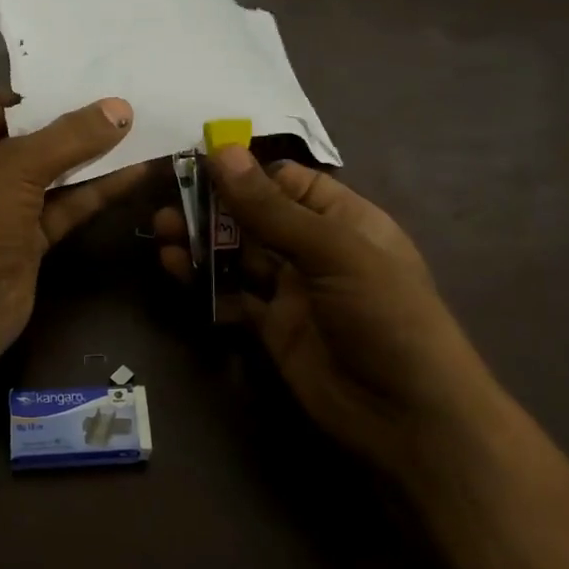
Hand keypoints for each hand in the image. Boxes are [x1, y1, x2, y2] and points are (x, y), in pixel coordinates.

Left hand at [0, 90, 146, 372]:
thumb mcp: (18, 167)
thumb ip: (70, 136)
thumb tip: (120, 109)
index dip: (41, 94)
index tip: (87, 81)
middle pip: (31, 139)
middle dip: (74, 124)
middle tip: (122, 103)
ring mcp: (4, 208)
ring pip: (53, 174)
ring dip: (91, 158)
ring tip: (139, 131)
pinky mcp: (29, 239)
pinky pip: (66, 205)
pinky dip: (96, 191)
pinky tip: (134, 173)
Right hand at [153, 146, 496, 472]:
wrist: (406, 416)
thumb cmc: (384, 315)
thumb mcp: (332, 252)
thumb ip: (271, 208)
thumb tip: (222, 152)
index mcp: (343, 218)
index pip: (287, 180)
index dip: (244, 170)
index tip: (196, 160)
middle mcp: (314, 248)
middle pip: (254, 216)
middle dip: (212, 206)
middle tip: (167, 199)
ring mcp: (291, 290)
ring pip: (237, 254)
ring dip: (201, 241)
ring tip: (162, 230)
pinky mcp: (271, 327)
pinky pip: (230, 295)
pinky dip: (202, 281)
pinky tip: (174, 267)